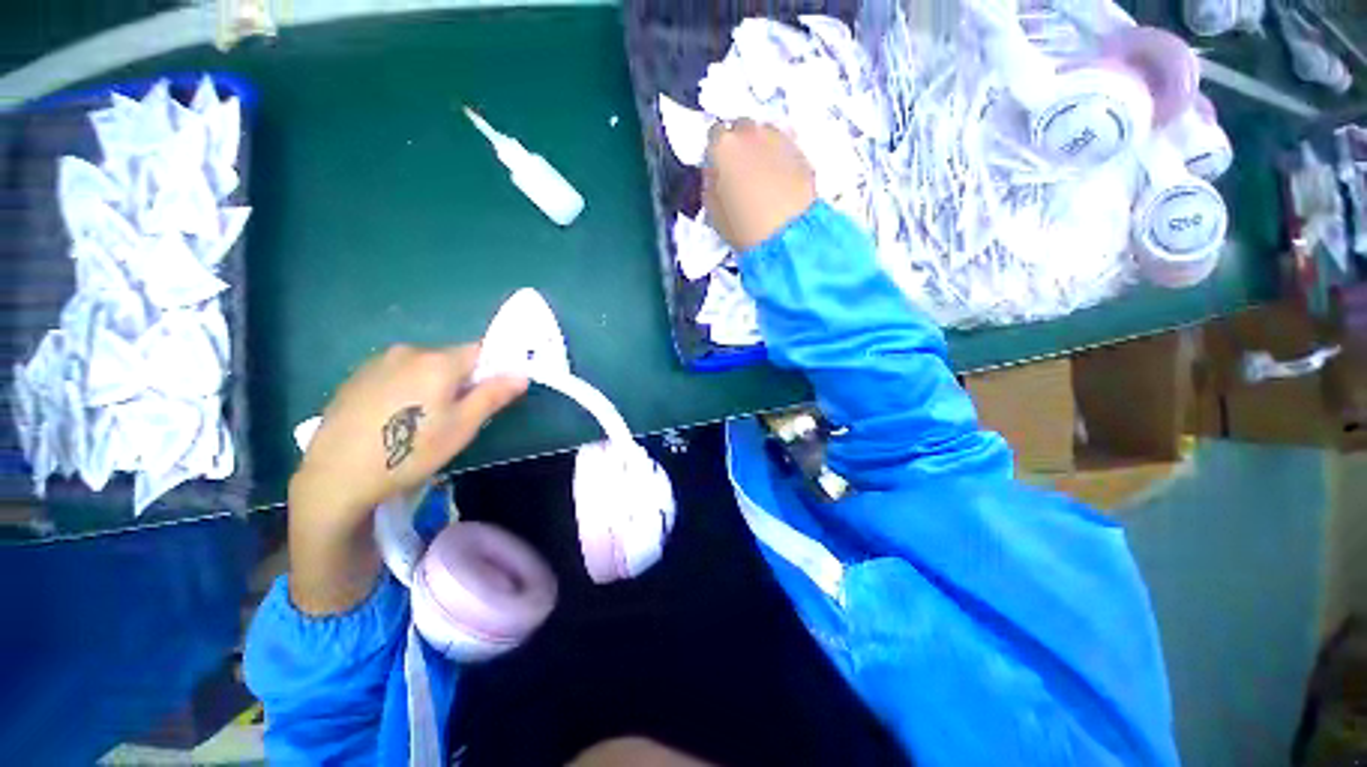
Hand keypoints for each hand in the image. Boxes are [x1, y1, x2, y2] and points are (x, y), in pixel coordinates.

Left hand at [288, 343, 526, 613]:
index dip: (491, 371)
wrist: (336, 477)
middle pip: (450, 359)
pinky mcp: (356, 377)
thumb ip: (494, 395)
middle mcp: (408, 351)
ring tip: (420, 421)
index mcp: (438, 361)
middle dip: (460, 380)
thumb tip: (521, 374)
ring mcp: (378, 362)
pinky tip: (392, 420)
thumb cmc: (410, 451)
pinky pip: (396, 375)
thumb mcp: (462, 427)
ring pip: (422, 367)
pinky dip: (405, 389)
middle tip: (455, 416)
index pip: (481, 351)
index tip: (487, 396)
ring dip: (431, 385)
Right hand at [703, 120, 816, 252]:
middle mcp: (751, 132)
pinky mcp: (802, 151)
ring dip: (761, 150)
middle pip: (741, 129)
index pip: (714, 135)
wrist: (788, 236)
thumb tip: (715, 174)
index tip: (720, 170)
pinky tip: (779, 181)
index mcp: (724, 146)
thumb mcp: (713, 212)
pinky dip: (779, 159)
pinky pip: (784, 148)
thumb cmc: (744, 227)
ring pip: (765, 135)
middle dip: (740, 147)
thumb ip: (711, 184)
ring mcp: (779, 138)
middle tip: (741, 172)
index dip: (717, 154)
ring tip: (763, 177)